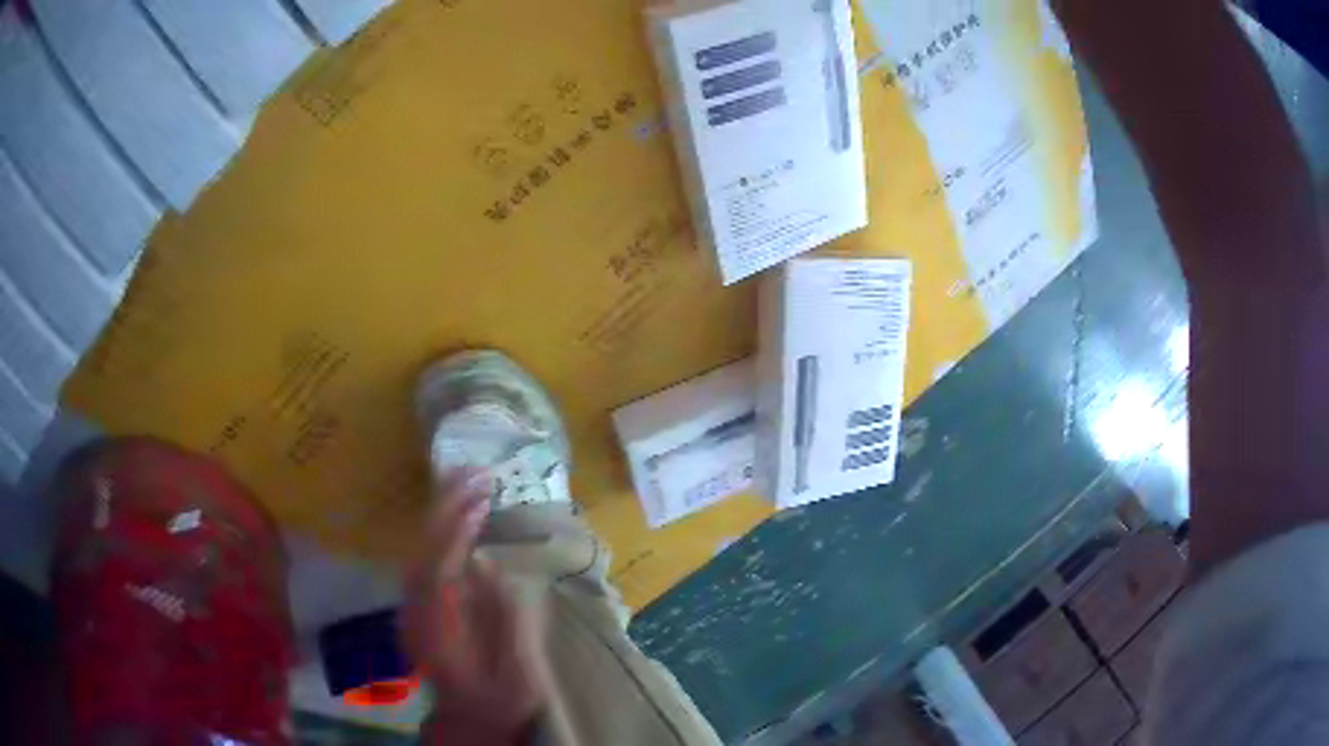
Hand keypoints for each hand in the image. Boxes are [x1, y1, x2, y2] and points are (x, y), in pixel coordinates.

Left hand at [401, 472, 547, 743]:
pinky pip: (427, 557)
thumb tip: (486, 566)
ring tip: (469, 482)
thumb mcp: (516, 673)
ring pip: (420, 549)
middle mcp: (415, 612)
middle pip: (422, 549)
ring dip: (442, 513)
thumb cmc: (497, 700)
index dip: (456, 531)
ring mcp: (413, 608)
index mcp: (436, 630)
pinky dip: (442, 532)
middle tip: (474, 472)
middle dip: (444, 507)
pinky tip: (461, 518)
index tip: (480, 499)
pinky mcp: (420, 605)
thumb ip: (504, 622)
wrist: (468, 719)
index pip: (437, 567)